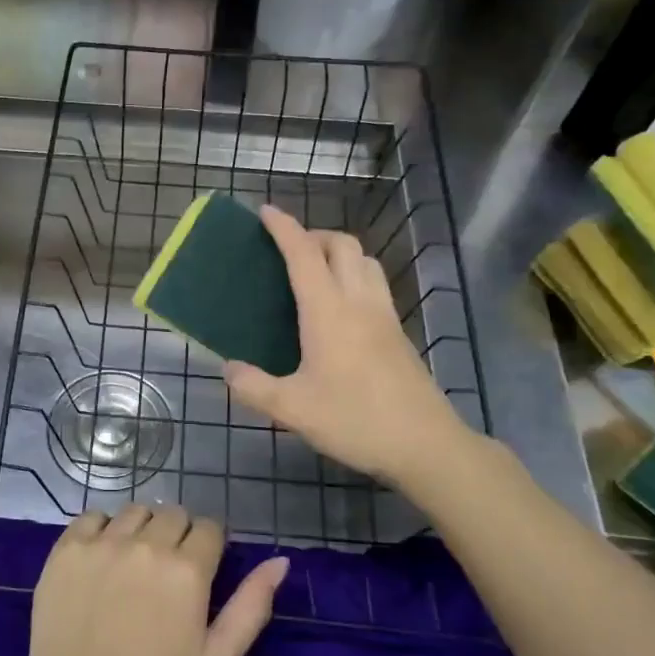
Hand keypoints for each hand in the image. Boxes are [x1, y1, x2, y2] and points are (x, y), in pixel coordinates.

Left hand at [19, 506, 287, 655]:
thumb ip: (251, 606)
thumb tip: (279, 562)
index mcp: (188, 570)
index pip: (210, 528)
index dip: (209, 547)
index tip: (201, 571)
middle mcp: (148, 544)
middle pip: (174, 514)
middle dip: (179, 535)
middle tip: (168, 572)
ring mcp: (105, 541)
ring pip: (137, 511)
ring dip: (143, 529)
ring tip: (134, 564)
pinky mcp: (70, 546)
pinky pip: (95, 516)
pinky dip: (103, 529)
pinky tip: (102, 558)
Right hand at [225, 204, 472, 490]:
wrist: (426, 444)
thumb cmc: (356, 420)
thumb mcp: (293, 410)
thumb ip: (254, 387)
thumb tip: (228, 369)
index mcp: (328, 311)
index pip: (303, 253)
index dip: (283, 228)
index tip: (265, 211)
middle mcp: (359, 302)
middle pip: (341, 245)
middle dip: (313, 235)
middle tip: (288, 250)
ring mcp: (384, 315)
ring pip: (365, 260)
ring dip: (339, 252)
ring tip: (316, 271)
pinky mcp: (399, 333)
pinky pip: (375, 283)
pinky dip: (355, 274)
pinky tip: (342, 306)